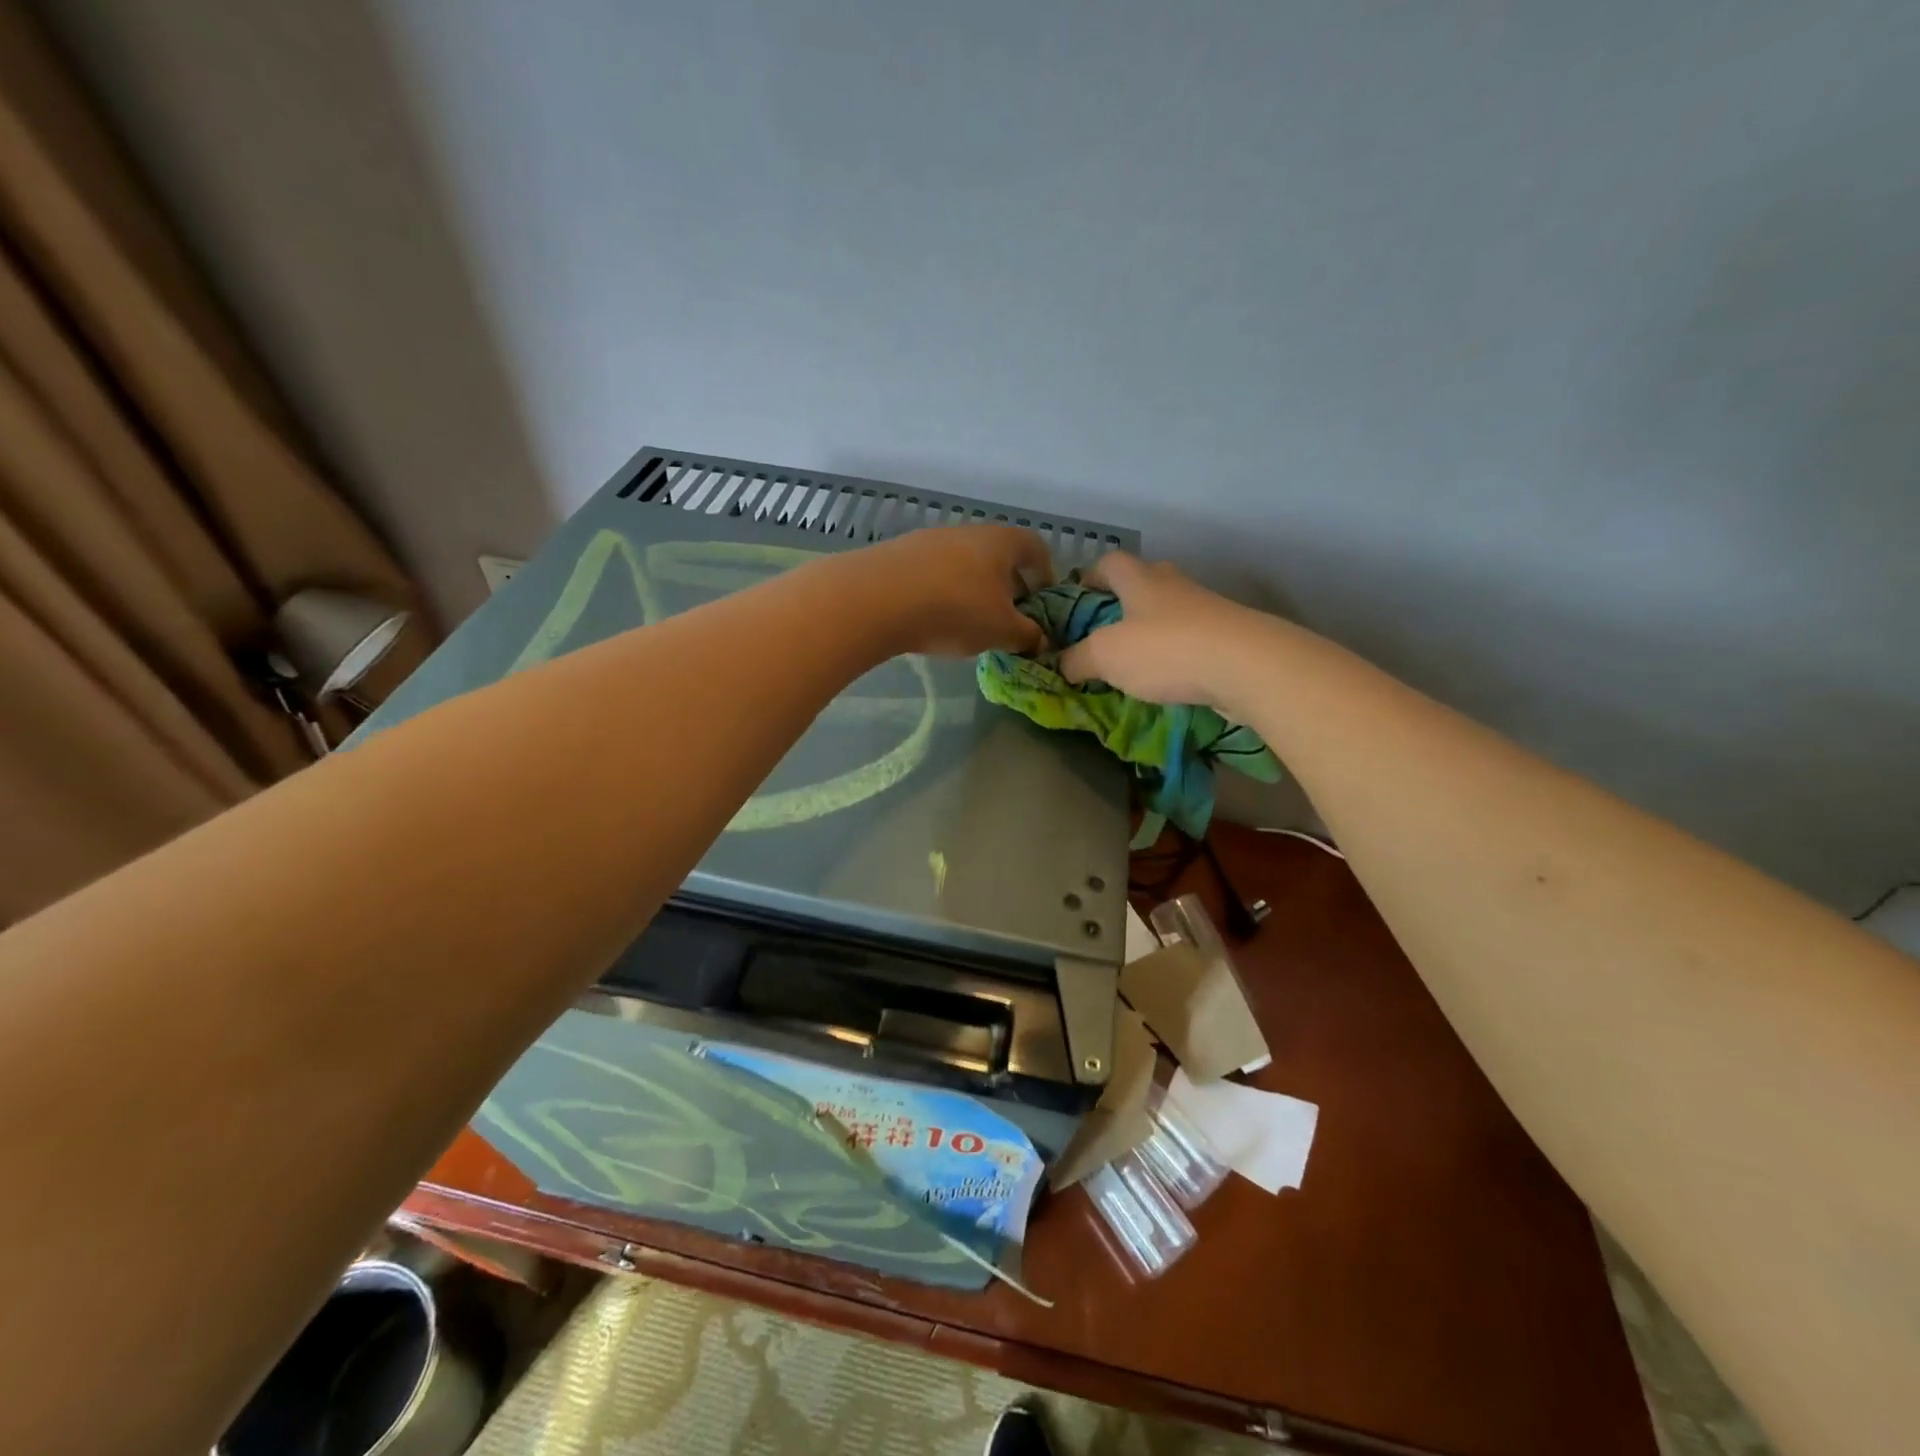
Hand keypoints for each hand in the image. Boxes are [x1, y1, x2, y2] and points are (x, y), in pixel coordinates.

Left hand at [841, 524, 1052, 657]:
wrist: (876, 599)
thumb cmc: (955, 610)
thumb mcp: (1001, 631)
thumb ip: (1027, 635)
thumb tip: (1041, 639)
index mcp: (1001, 542)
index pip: (1036, 548)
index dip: (1046, 574)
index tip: (1043, 602)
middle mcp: (968, 532)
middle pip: (998, 556)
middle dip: (1008, 586)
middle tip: (1008, 619)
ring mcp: (930, 540)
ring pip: (964, 565)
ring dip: (974, 591)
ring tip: (969, 624)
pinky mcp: (899, 555)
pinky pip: (933, 574)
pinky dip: (942, 593)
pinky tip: (932, 619)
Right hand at [1058, 551, 1250, 704]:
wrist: (1246, 666)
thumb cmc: (1165, 650)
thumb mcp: (1105, 656)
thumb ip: (1077, 659)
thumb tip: (1062, 664)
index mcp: (1140, 580)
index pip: (1109, 562)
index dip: (1090, 577)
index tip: (1078, 598)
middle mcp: (1174, 585)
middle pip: (1143, 582)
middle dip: (1122, 603)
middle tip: (1105, 632)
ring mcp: (1206, 609)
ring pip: (1170, 612)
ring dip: (1152, 630)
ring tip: (1135, 662)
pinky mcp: (1228, 637)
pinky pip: (1192, 639)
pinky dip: (1176, 653)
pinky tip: (1168, 679)